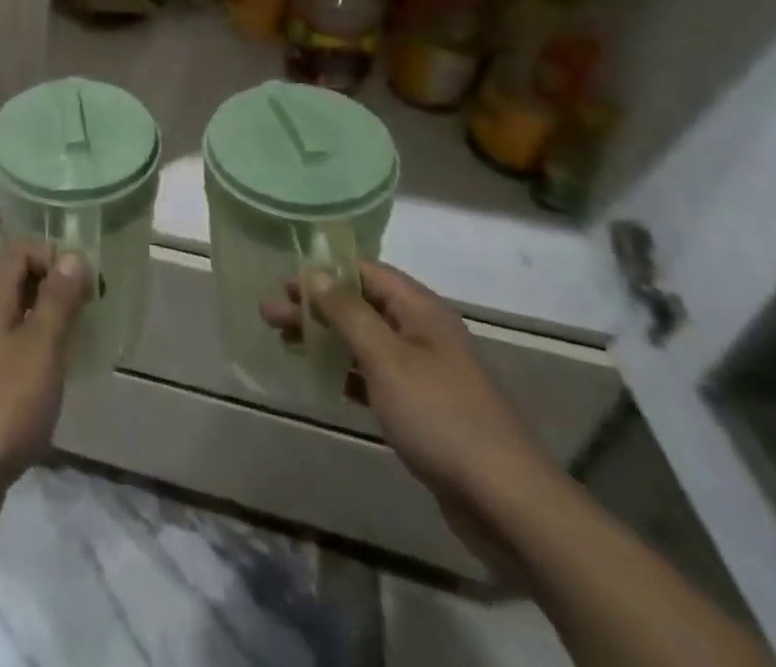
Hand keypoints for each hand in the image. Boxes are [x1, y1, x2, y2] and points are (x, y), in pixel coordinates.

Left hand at [0, 246, 87, 540]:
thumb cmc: (1, 406)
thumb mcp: (40, 348)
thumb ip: (56, 301)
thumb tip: (71, 256)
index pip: (20, 251)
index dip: (55, 257)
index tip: (88, 284)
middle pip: (18, 284)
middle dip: (56, 291)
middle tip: (92, 313)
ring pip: (16, 322)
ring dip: (48, 326)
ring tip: (80, 347)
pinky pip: (12, 356)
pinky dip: (36, 359)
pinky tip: (55, 385)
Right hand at [261, 261, 560, 572]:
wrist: (507, 504)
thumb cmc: (441, 416)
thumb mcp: (387, 357)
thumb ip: (347, 312)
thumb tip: (313, 272)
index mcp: (420, 310)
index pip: (365, 272)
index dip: (323, 271)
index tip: (282, 279)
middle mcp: (422, 333)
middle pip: (360, 306)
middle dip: (315, 306)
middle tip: (269, 314)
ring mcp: (424, 373)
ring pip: (364, 341)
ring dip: (325, 337)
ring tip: (283, 341)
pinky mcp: (422, 410)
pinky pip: (374, 376)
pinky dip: (344, 371)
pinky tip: (319, 377)